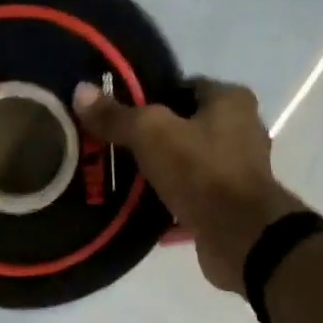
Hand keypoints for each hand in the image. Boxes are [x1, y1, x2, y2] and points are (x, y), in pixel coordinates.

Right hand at [73, 78, 306, 291]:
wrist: (240, 236)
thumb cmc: (201, 172)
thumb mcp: (151, 136)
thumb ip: (117, 116)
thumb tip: (80, 92)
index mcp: (231, 101)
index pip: (183, 87)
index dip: (150, 98)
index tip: (120, 116)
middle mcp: (242, 130)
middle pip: (186, 127)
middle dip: (153, 139)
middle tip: (114, 150)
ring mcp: (239, 170)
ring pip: (189, 163)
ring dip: (162, 172)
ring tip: (123, 180)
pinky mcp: (231, 206)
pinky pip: (193, 196)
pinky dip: (171, 202)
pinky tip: (143, 210)